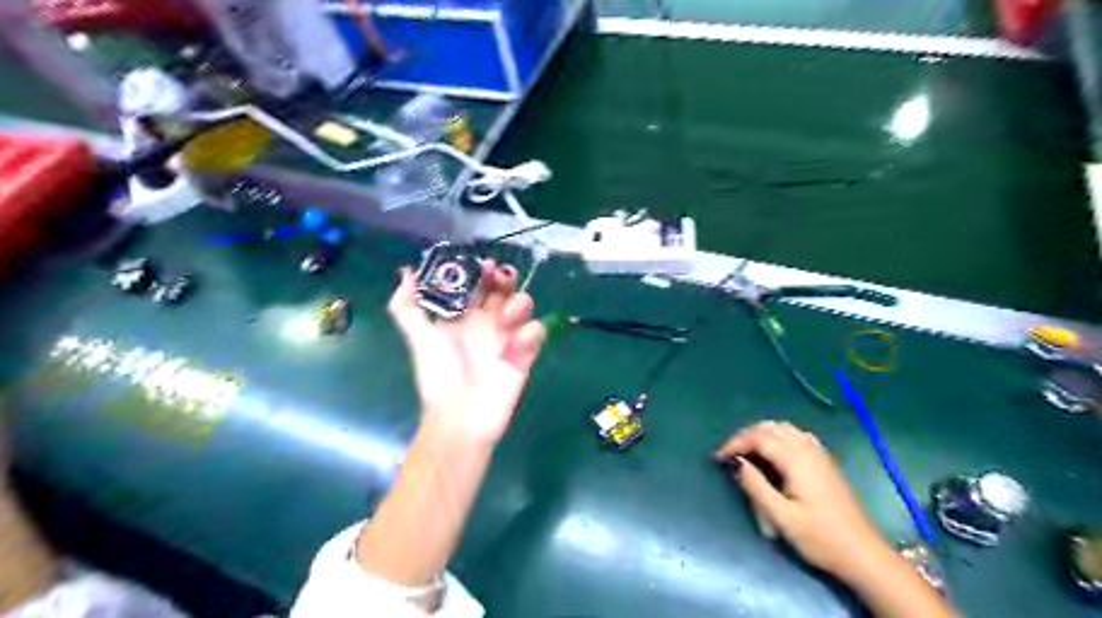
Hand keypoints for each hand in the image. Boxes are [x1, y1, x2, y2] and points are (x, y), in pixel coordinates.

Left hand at [383, 263, 548, 445]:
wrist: (462, 418)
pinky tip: (516, 345)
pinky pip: (536, 332)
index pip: (476, 285)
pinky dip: (530, 332)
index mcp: (461, 317)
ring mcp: (507, 336)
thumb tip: (405, 272)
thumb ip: (407, 307)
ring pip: (523, 305)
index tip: (484, 264)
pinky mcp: (525, 354)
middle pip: (502, 289)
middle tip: (501, 278)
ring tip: (506, 318)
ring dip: (518, 303)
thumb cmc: (439, 377)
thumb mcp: (420, 339)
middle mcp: (485, 322)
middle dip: (505, 279)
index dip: (481, 271)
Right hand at [721, 416, 889, 580]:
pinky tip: (774, 453)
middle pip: (770, 427)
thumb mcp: (781, 517)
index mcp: (795, 459)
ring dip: (762, 434)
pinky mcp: (825, 462)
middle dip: (746, 436)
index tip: (718, 458)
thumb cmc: (820, 537)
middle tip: (730, 454)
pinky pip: (797, 435)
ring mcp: (819, 453)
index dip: (734, 443)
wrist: (863, 553)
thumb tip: (738, 463)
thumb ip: (756, 486)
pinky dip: (779, 436)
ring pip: (784, 428)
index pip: (757, 437)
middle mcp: (807, 449)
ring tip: (747, 452)